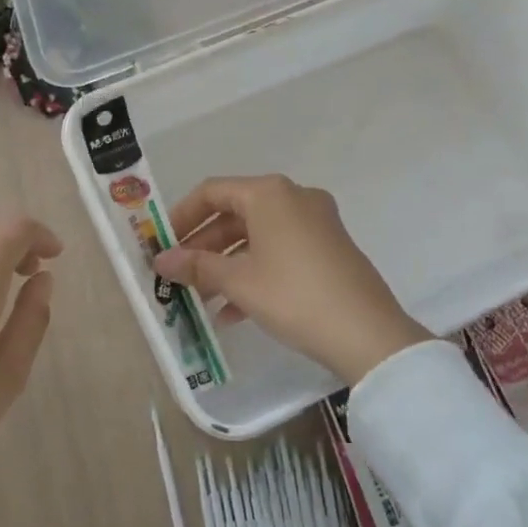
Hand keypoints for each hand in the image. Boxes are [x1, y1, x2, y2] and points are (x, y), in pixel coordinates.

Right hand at [152, 175, 429, 385]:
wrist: (367, 333)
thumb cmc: (293, 295)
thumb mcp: (238, 281)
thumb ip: (196, 266)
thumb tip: (161, 260)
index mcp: (269, 193)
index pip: (212, 192)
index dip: (182, 217)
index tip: (162, 245)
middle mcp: (294, 198)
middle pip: (235, 214)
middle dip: (204, 247)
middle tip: (179, 276)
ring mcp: (316, 222)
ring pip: (257, 236)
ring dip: (226, 265)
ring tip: (202, 300)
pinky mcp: (329, 248)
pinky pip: (280, 251)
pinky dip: (255, 272)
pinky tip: (234, 312)